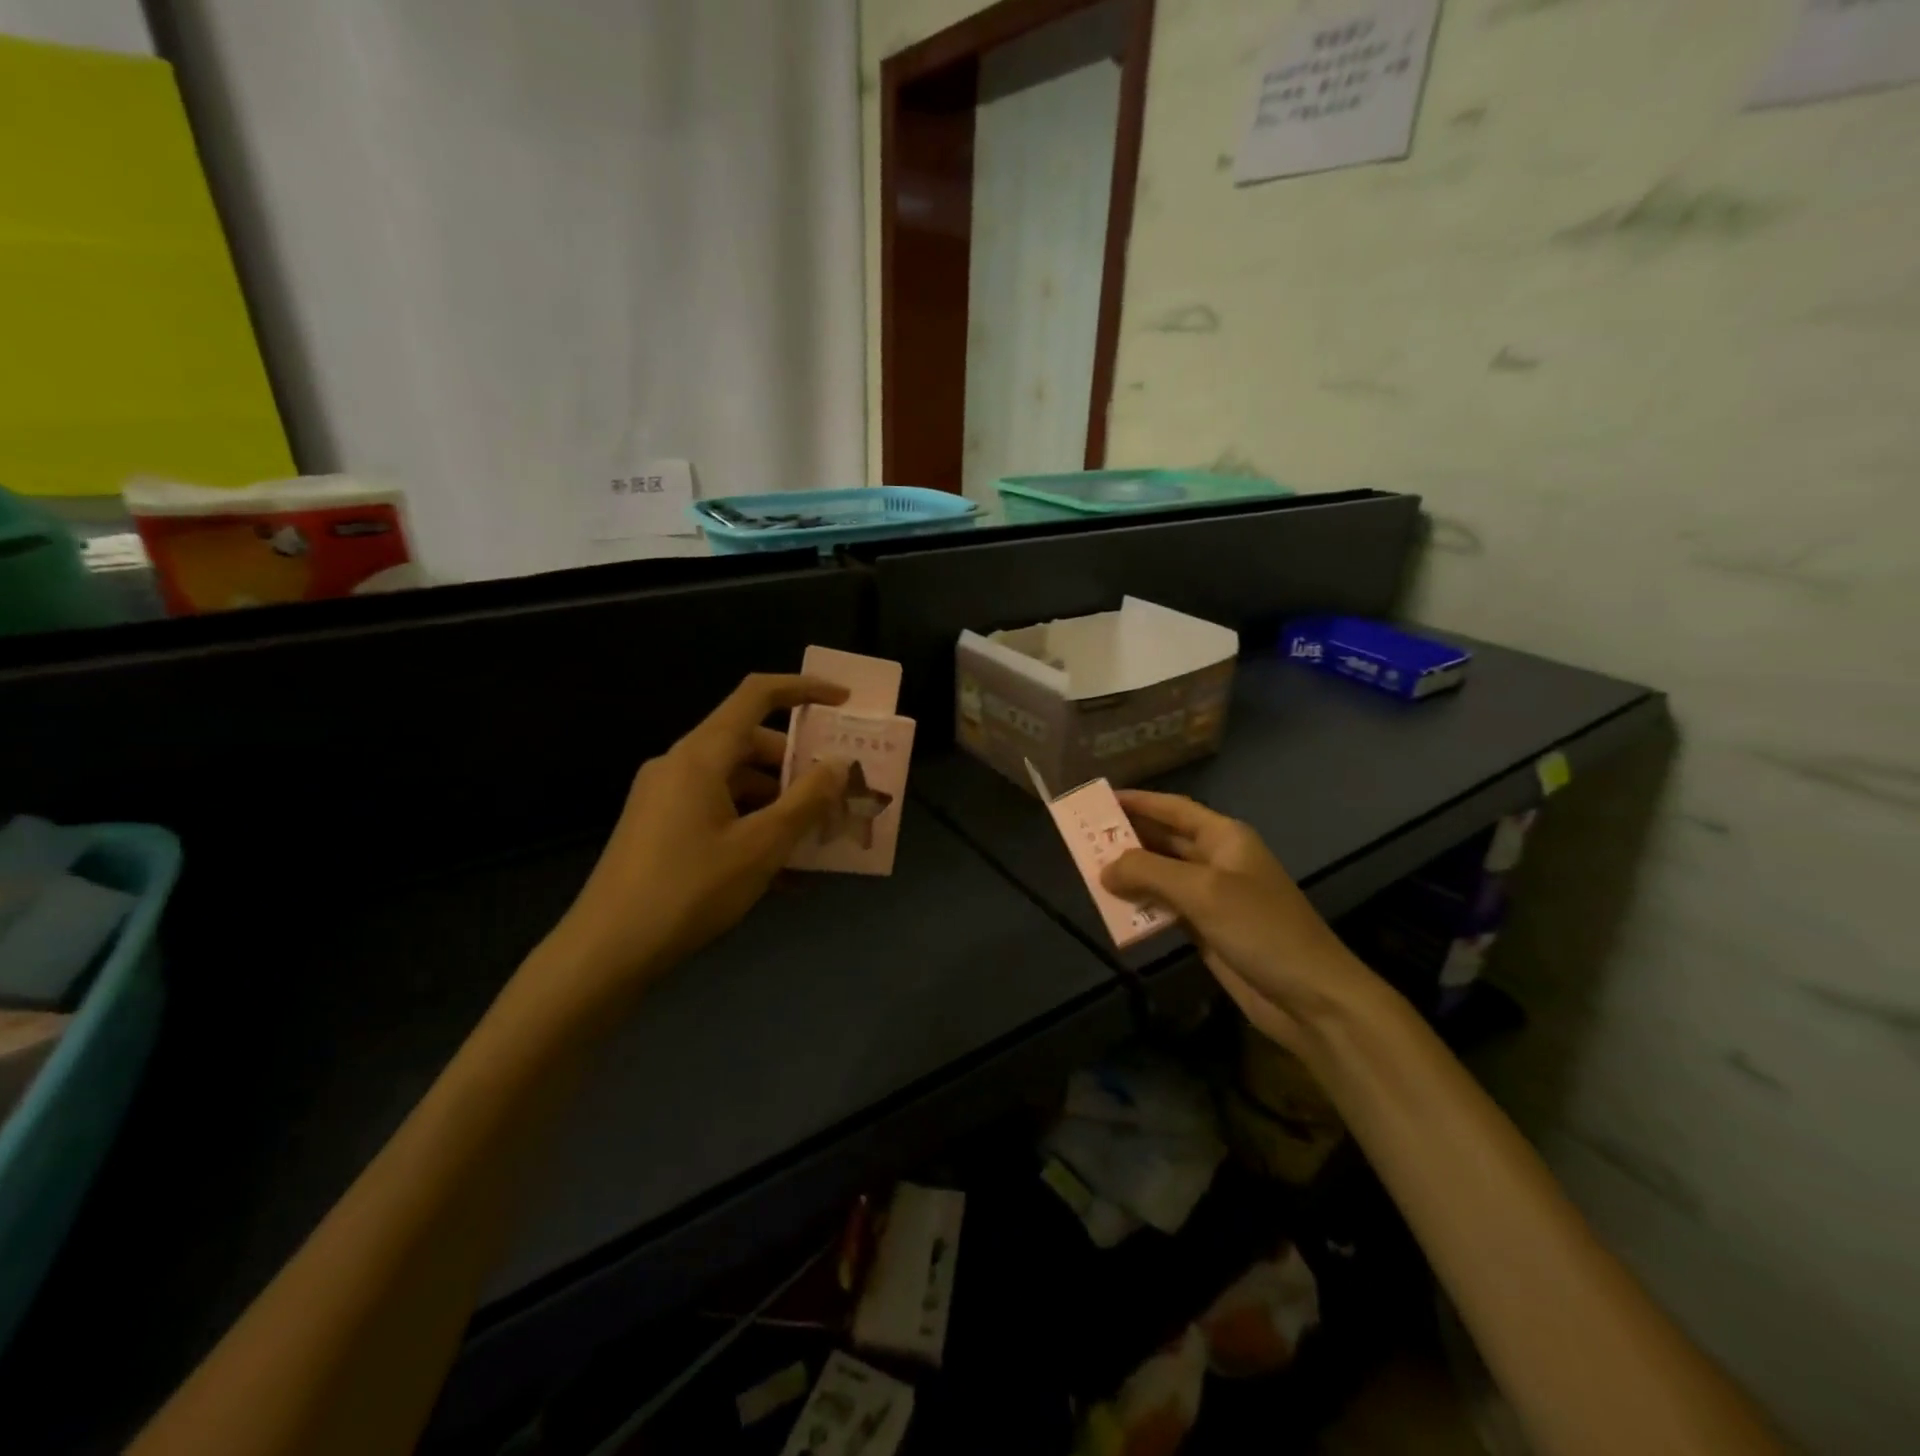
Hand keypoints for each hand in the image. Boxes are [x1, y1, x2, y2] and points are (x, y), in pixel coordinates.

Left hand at [534, 673, 850, 1019]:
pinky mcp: (659, 829)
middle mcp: (680, 765)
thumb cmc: (689, 890)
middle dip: (799, 767)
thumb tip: (839, 764)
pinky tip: (785, 875)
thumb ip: (807, 801)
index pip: (757, 696)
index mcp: (701, 755)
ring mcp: (666, 798)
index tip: (843, 702)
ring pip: (737, 784)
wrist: (605, 952)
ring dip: (780, 806)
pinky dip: (753, 829)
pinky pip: (719, 813)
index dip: (804, 689)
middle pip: (751, 745)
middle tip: (838, 793)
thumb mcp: (761, 847)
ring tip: (818, 842)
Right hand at [1102, 791, 1380, 1053]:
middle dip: (1127, 838)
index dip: (1138, 801)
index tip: (1099, 800)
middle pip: (1164, 840)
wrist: (1309, 997)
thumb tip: (1104, 868)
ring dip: (1131, 875)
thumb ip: (1149, 872)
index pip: (1173, 809)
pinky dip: (1142, 906)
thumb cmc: (1260, 929)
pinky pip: (1166, 908)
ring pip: (1162, 876)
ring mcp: (1213, 897)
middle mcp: (1218, 860)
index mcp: (1225, 838)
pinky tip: (1115, 909)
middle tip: (1083, 838)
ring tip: (1089, 872)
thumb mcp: (1202, 892)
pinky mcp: (1208, 929)